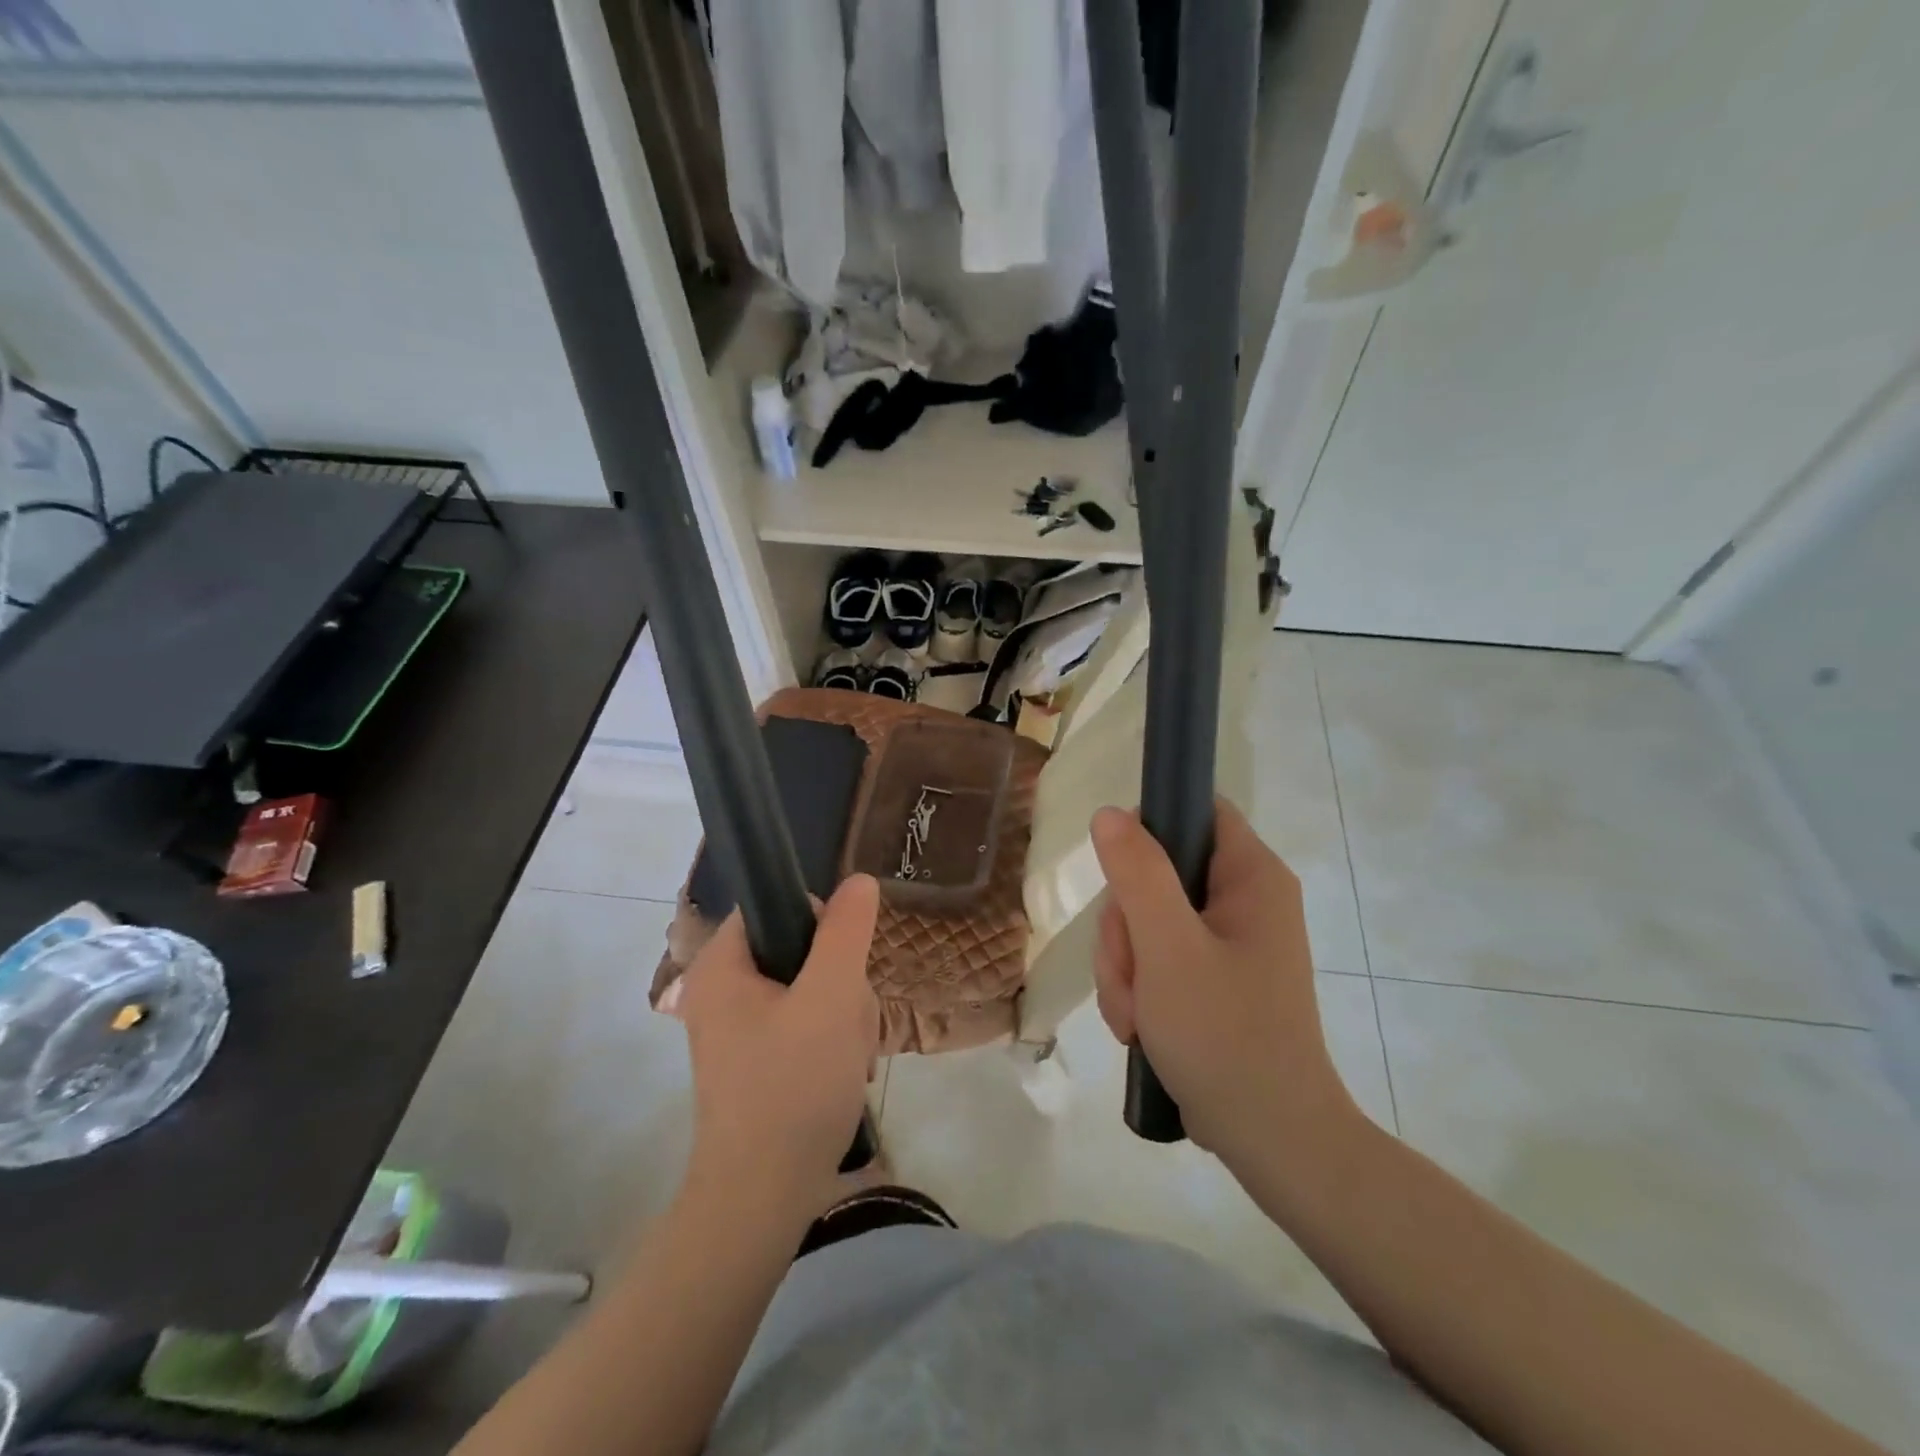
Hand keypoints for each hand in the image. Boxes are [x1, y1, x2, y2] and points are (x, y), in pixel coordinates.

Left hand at [677, 876, 880, 1209]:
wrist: (763, 1199)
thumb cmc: (793, 1086)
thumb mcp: (831, 996)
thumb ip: (846, 931)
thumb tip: (859, 881)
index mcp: (721, 965)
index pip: (776, 905)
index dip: (818, 925)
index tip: (840, 966)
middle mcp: (722, 991)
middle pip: (800, 949)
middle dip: (839, 983)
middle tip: (846, 1023)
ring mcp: (740, 1030)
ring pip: (813, 989)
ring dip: (844, 1016)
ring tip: (847, 1057)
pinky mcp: (759, 1062)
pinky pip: (808, 1025)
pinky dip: (833, 1043)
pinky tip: (842, 1073)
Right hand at [1091, 800, 1358, 1174]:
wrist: (1271, 1139)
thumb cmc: (1225, 1035)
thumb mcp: (1169, 949)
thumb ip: (1138, 874)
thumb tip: (1110, 814)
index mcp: (1251, 876)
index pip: (1195, 810)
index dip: (1148, 828)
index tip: (1119, 875)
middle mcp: (1244, 899)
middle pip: (1157, 872)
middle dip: (1126, 927)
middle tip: (1131, 974)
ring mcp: (1227, 941)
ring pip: (1146, 921)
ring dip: (1125, 966)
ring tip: (1137, 1015)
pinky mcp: (1212, 977)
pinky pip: (1155, 958)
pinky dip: (1138, 989)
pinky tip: (1141, 1027)